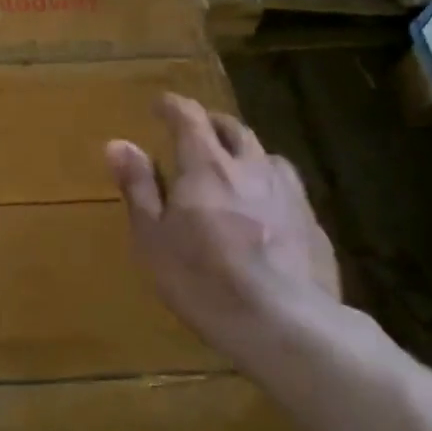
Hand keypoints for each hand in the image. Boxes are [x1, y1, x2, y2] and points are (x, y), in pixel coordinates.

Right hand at [106, 94, 340, 370]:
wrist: (288, 326)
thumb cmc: (205, 281)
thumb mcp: (154, 238)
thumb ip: (138, 187)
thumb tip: (118, 143)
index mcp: (207, 166)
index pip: (189, 117)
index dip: (173, 105)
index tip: (160, 104)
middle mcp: (251, 168)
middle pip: (233, 129)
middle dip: (211, 123)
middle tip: (196, 130)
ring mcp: (289, 194)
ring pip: (267, 156)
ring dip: (246, 152)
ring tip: (235, 166)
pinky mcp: (313, 224)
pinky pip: (289, 189)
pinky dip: (270, 185)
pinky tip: (267, 209)